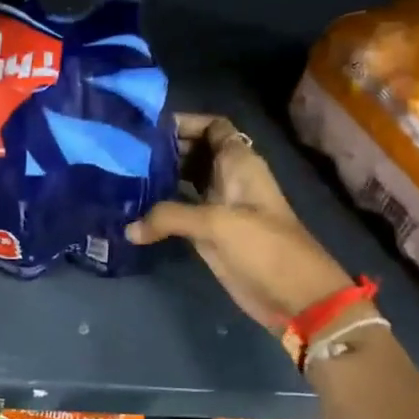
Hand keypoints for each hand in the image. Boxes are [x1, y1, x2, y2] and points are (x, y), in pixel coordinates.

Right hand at [127, 113, 353, 331]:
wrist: (294, 296)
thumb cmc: (263, 247)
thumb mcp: (216, 224)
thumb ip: (170, 217)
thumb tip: (130, 228)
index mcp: (239, 163)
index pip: (213, 127)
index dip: (185, 122)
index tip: (148, 127)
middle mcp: (228, 178)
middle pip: (194, 151)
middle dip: (164, 148)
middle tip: (124, 151)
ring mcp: (219, 205)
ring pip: (185, 179)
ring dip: (160, 175)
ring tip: (123, 174)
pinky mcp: (210, 232)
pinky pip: (180, 209)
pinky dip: (161, 206)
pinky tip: (134, 208)